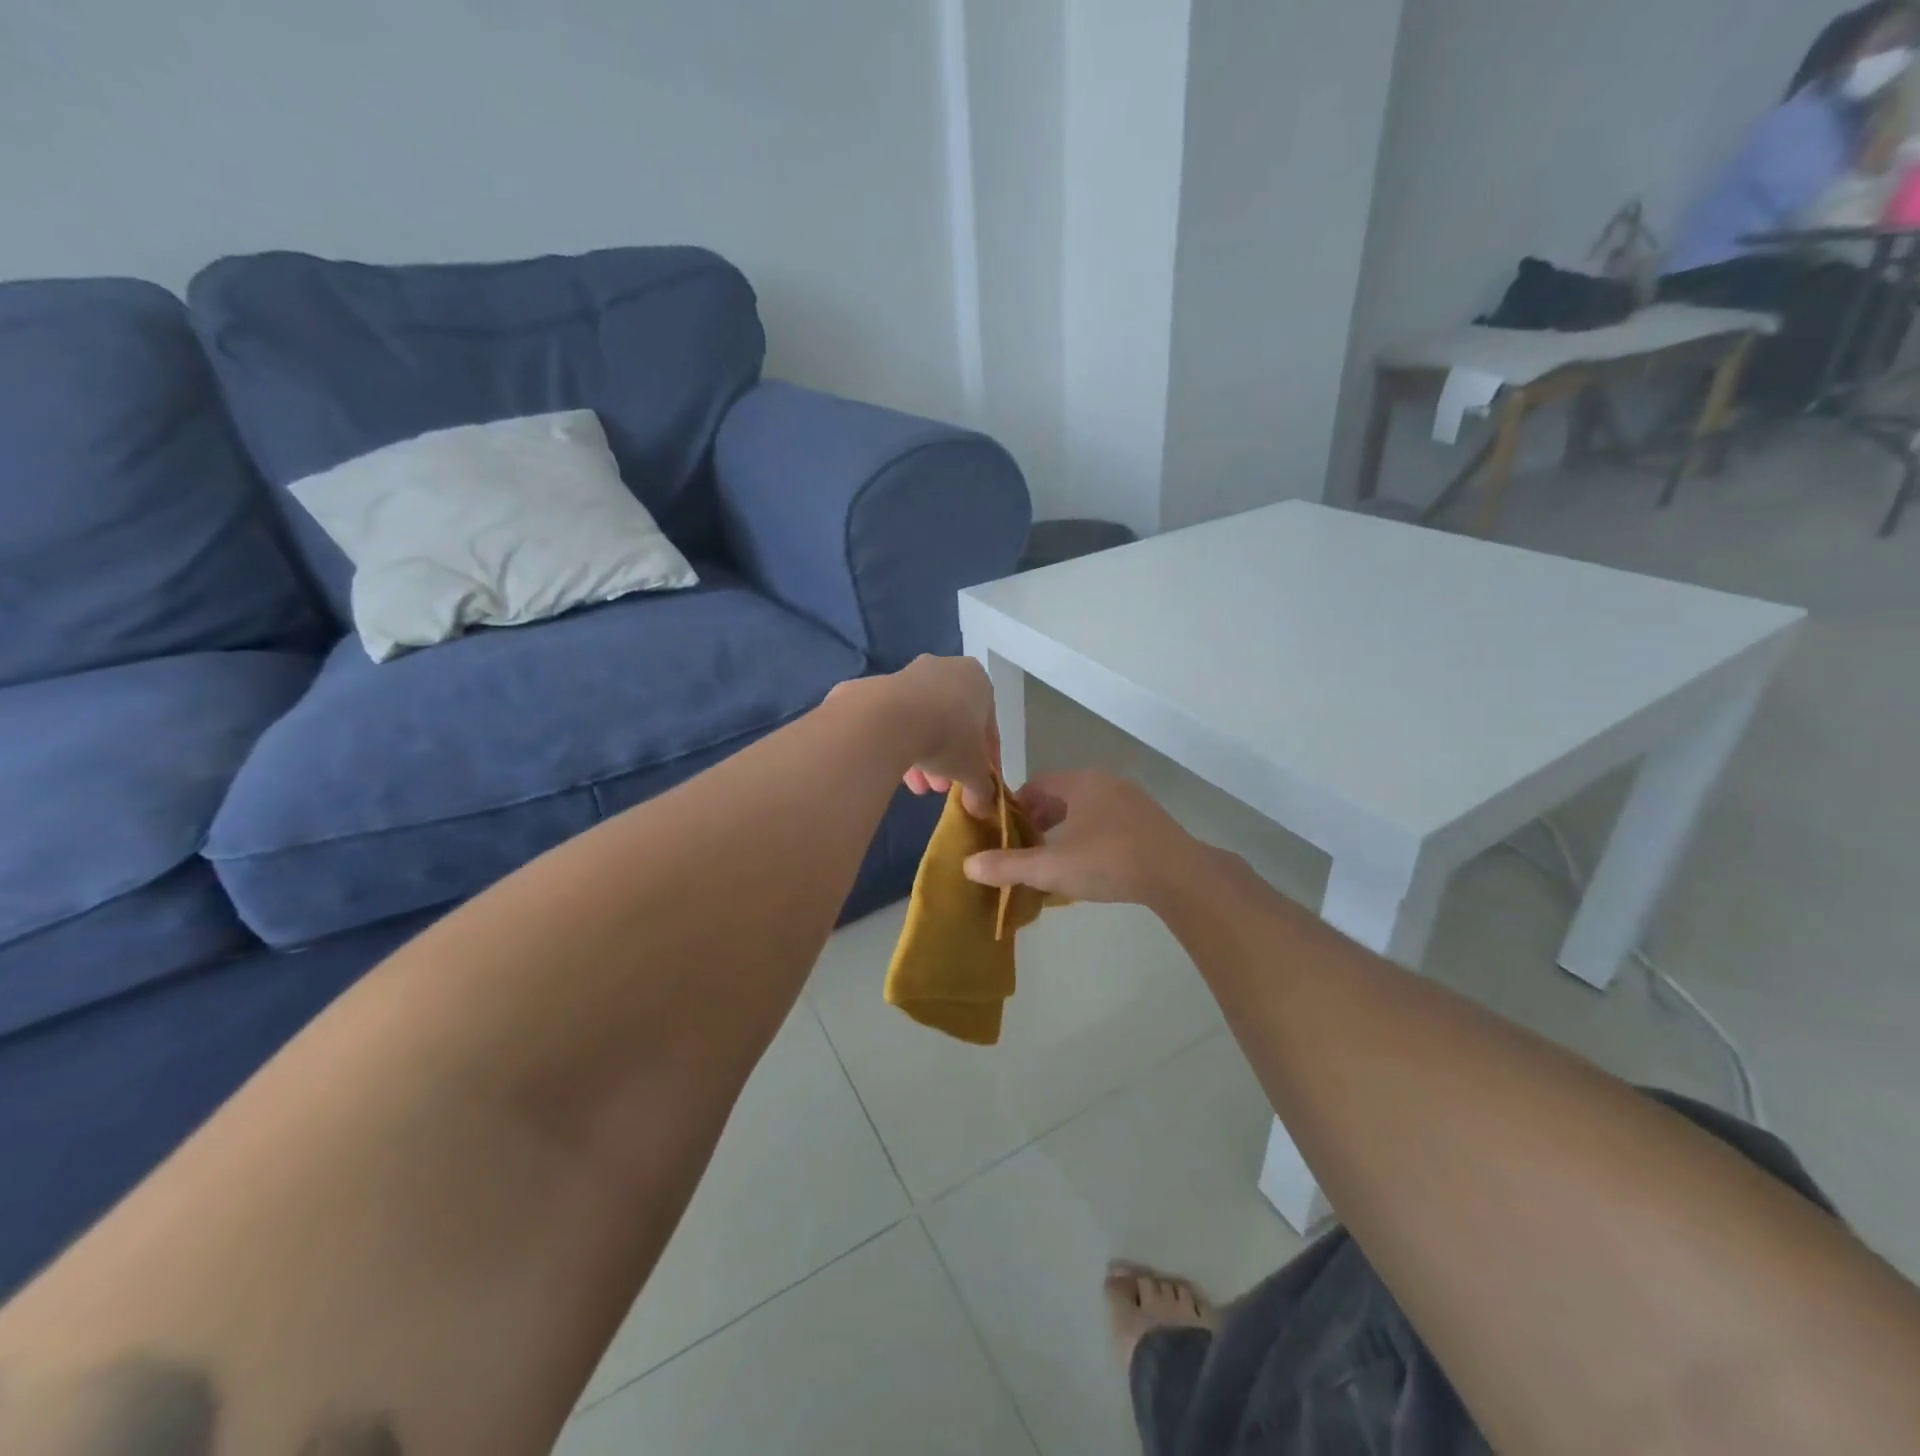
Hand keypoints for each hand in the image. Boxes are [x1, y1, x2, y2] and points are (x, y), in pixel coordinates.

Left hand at [882, 656, 999, 817]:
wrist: (888, 719)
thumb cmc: (948, 736)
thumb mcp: (974, 769)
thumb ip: (983, 787)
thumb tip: (984, 807)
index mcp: (976, 679)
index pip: (987, 725)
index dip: (985, 759)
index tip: (978, 783)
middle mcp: (943, 669)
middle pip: (952, 722)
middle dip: (949, 759)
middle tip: (943, 787)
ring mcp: (906, 676)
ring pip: (922, 722)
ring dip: (924, 757)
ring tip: (919, 788)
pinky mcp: (876, 689)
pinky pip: (895, 722)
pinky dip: (899, 745)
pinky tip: (896, 773)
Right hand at [961, 769, 1205, 905]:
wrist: (1179, 875)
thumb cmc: (1109, 861)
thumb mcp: (1052, 867)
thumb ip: (1009, 866)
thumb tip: (967, 865)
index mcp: (1081, 782)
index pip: (1036, 785)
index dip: (1015, 808)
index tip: (1003, 834)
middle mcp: (1106, 782)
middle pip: (1061, 796)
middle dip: (1039, 822)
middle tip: (1025, 850)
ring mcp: (1132, 800)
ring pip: (1086, 810)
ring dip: (1066, 831)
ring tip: (1054, 862)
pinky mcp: (1150, 821)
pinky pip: (1108, 822)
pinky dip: (1091, 838)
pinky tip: (1090, 867)